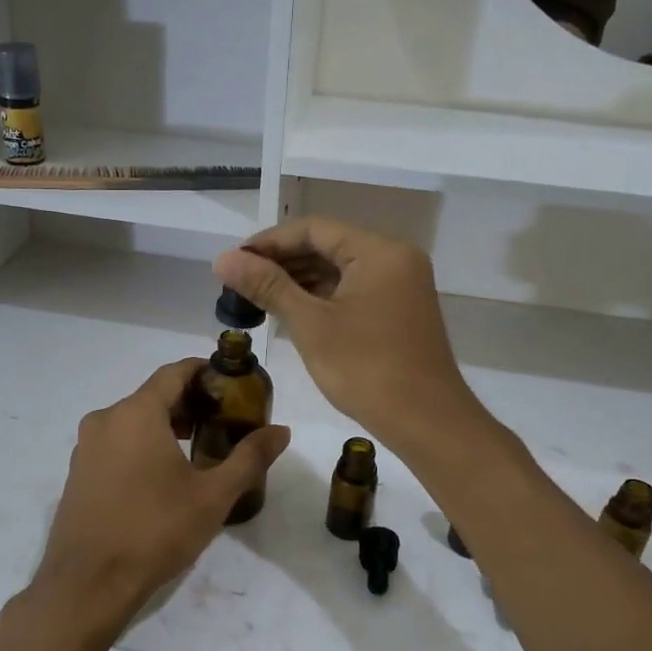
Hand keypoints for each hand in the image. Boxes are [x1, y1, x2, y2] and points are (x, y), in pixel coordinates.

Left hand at [30, 359, 290, 638]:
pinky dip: (142, 445)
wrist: (87, 585)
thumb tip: (282, 431)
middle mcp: (105, 419)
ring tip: (199, 450)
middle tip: (223, 422)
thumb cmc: (154, 531)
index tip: (230, 384)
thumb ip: (249, 458)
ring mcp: (85, 447)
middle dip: (189, 403)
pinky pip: (116, 443)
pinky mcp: (77, 473)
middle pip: (153, 396)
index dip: (203, 372)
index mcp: (136, 413)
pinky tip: (163, 476)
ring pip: (133, 421)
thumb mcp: (212, 496)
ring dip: (166, 426)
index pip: (174, 372)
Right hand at [214, 218, 479, 448]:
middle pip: (329, 245)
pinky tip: (292, 309)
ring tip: (257, 295)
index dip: (269, 241)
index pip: (314, 229)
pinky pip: (355, 289)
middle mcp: (395, 258)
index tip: (234, 260)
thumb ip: (268, 286)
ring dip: (300, 279)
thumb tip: (224, 258)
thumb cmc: (366, 369)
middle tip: (240, 279)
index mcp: (379, 251)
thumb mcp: (310, 324)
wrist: (427, 422)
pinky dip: (323, 296)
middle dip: (283, 260)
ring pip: (341, 268)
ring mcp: (401, 284)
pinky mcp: (400, 309)